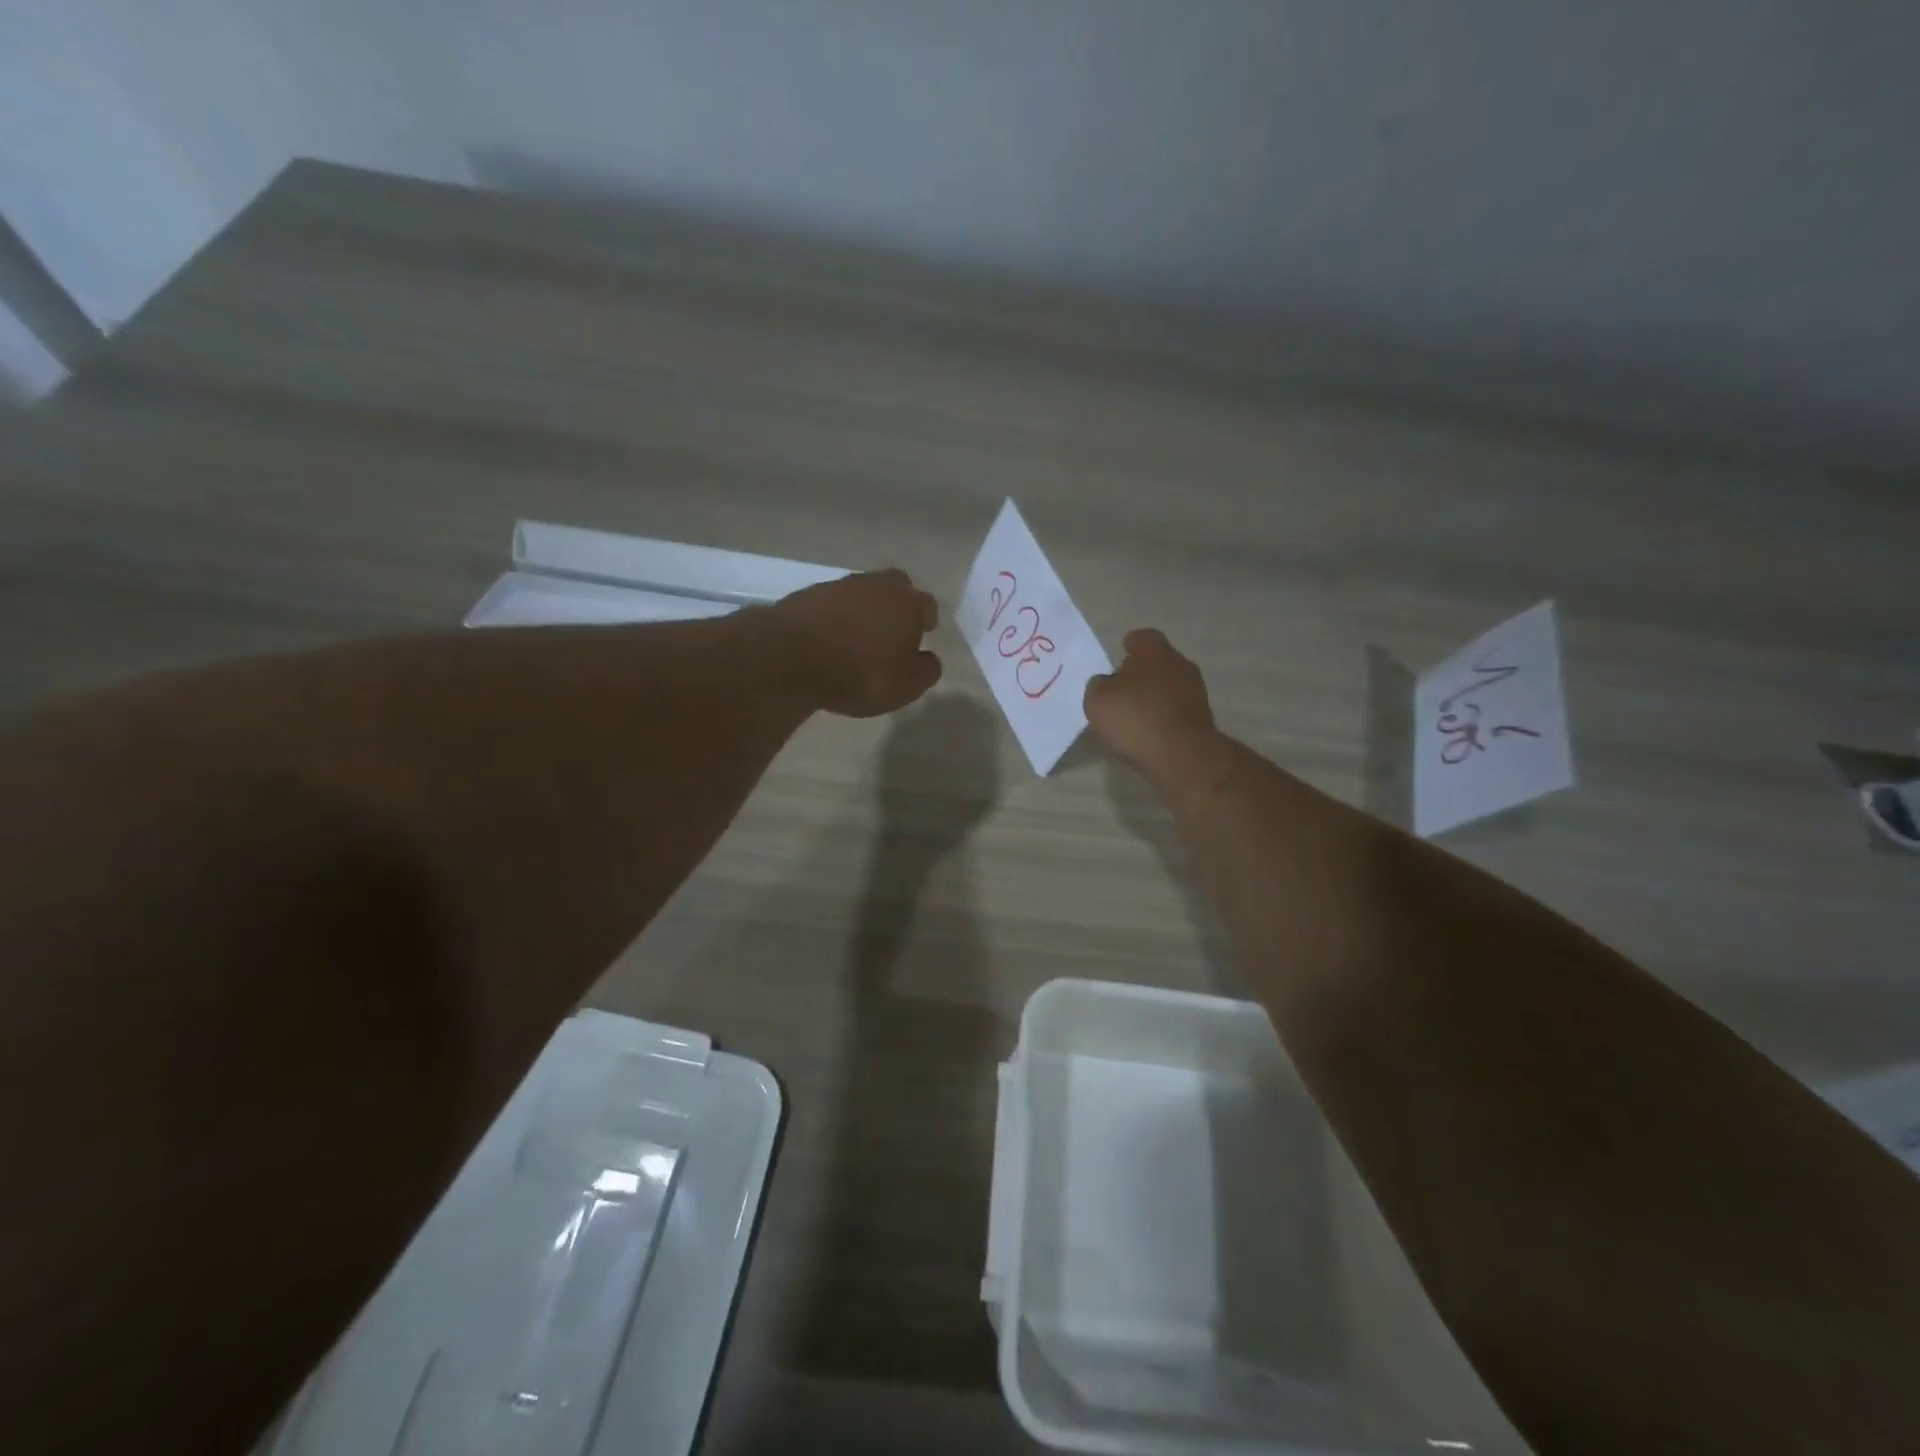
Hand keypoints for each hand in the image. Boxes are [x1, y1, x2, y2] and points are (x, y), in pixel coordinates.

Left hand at [768, 569, 942, 717]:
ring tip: (857, 637)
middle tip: (892, 629)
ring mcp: (839, 586)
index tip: (922, 634)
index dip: (925, 621)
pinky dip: (833, 617)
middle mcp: (876, 586)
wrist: (792, 657)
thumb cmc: (861, 673)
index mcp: (908, 604)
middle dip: (896, 605)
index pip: (927, 606)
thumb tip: (929, 659)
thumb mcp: (905, 686)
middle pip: (894, 587)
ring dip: (862, 610)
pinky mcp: (807, 595)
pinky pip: (830, 604)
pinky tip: (827, 638)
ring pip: (861, 593)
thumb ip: (925, 671)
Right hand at [1084, 628, 1216, 774]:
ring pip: (1170, 686)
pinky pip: (1177, 709)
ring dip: (1154, 695)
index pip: (1143, 637)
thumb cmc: (1134, 717)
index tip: (1121, 653)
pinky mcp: (1202, 718)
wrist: (1180, 754)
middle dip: (1142, 672)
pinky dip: (1164, 715)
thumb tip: (1106, 683)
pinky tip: (1149, 731)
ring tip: (1134, 714)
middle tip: (1122, 688)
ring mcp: (1195, 691)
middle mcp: (1179, 663)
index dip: (1130, 645)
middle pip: (1158, 661)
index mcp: (1154, 651)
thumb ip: (1098, 685)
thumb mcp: (1097, 700)